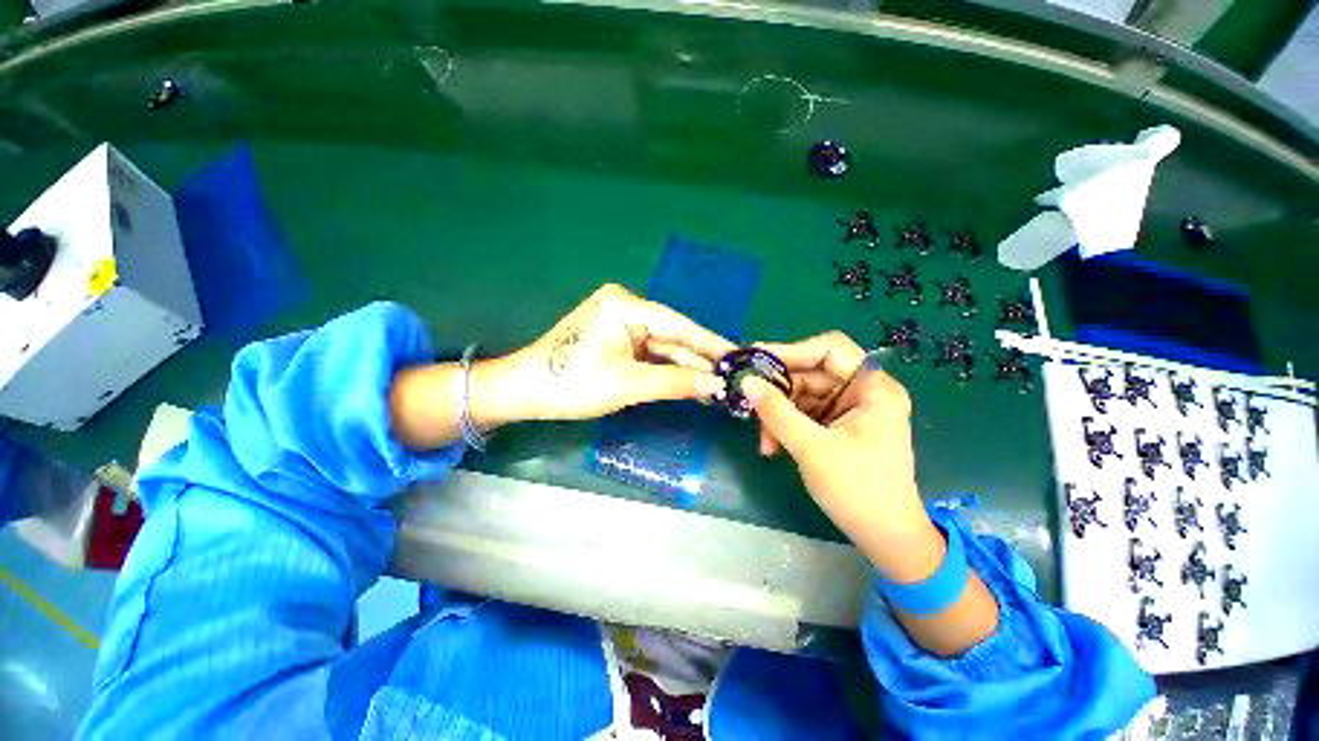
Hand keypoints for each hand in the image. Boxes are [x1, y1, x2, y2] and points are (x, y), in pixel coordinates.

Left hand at [476, 284, 735, 423]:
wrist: (526, 392)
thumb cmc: (572, 383)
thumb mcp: (627, 384)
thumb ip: (674, 382)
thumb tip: (716, 386)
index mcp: (625, 305)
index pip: (678, 324)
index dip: (709, 343)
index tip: (737, 356)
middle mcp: (626, 309)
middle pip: (672, 337)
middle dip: (699, 360)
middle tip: (730, 378)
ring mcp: (622, 326)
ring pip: (662, 349)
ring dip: (685, 369)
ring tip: (716, 388)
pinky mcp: (618, 342)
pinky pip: (650, 356)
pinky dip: (668, 372)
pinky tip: (690, 384)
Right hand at [739, 332, 934, 578]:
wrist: (885, 538)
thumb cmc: (858, 492)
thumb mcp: (811, 448)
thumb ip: (776, 412)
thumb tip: (746, 382)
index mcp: (873, 388)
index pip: (829, 349)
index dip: (791, 350)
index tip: (756, 361)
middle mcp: (864, 391)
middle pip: (812, 373)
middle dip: (779, 392)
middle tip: (750, 404)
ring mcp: (851, 408)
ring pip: (803, 394)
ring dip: (779, 414)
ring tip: (765, 441)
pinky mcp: (839, 424)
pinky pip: (805, 412)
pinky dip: (786, 425)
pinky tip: (773, 445)